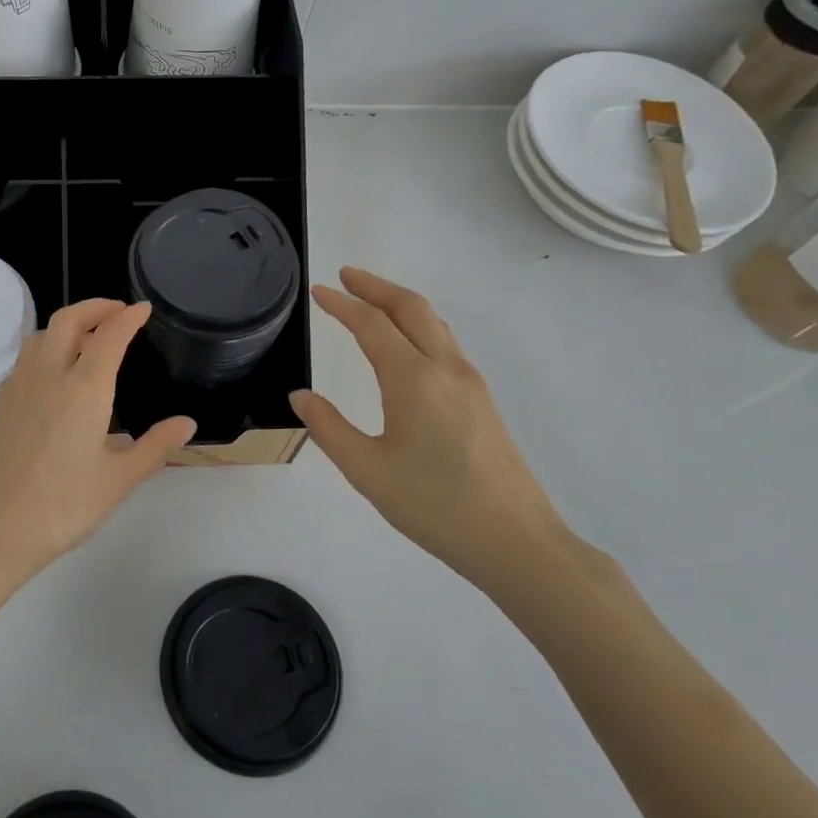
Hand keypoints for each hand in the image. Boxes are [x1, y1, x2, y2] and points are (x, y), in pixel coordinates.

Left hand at [0, 299, 196, 581]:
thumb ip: (155, 446)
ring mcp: (17, 387)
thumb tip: (187, 423)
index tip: (143, 309)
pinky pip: (24, 360)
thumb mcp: (118, 480)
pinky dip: (45, 349)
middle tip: (117, 312)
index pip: (109, 335)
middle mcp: (48, 376)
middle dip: (95, 307)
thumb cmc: (63, 507)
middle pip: (68, 320)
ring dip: (66, 325)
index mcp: (84, 390)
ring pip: (40, 336)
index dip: (128, 317)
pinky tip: (54, 375)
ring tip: (87, 339)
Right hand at [290, 268, 569, 593]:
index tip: (318, 290)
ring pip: (434, 322)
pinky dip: (419, 325)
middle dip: (376, 286)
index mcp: (413, 380)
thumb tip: (301, 396)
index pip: (372, 324)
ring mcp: (470, 382)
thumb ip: (329, 428)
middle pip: (411, 307)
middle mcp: (446, 369)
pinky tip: (407, 344)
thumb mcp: (367, 471)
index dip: (342, 304)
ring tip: (372, 301)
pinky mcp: (482, 399)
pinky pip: (446, 343)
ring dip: (400, 303)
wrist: (516, 541)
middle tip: (345, 276)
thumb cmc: (435, 506)